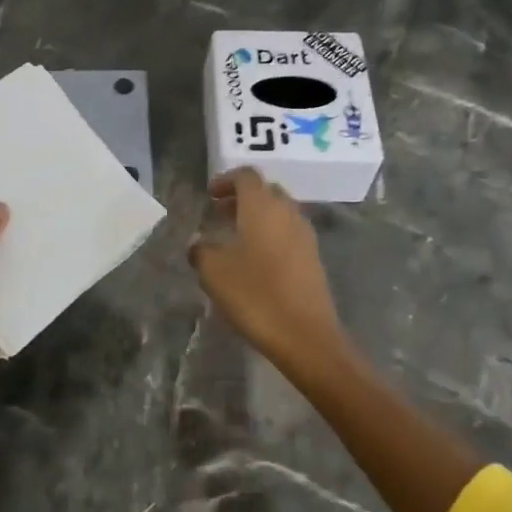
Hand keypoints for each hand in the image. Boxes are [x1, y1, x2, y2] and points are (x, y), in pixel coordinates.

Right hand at [189, 169, 348, 369]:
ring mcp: (305, 235)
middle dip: (242, 198)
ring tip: (235, 237)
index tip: (210, 196)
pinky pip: (289, 233)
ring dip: (257, 217)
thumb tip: (198, 244)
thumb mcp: (214, 272)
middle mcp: (287, 212)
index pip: (246, 176)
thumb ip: (201, 251)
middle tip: (220, 214)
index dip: (226, 180)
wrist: (306, 335)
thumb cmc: (255, 295)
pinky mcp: (313, 258)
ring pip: (279, 212)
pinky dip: (271, 235)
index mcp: (262, 207)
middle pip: (265, 191)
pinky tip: (256, 260)